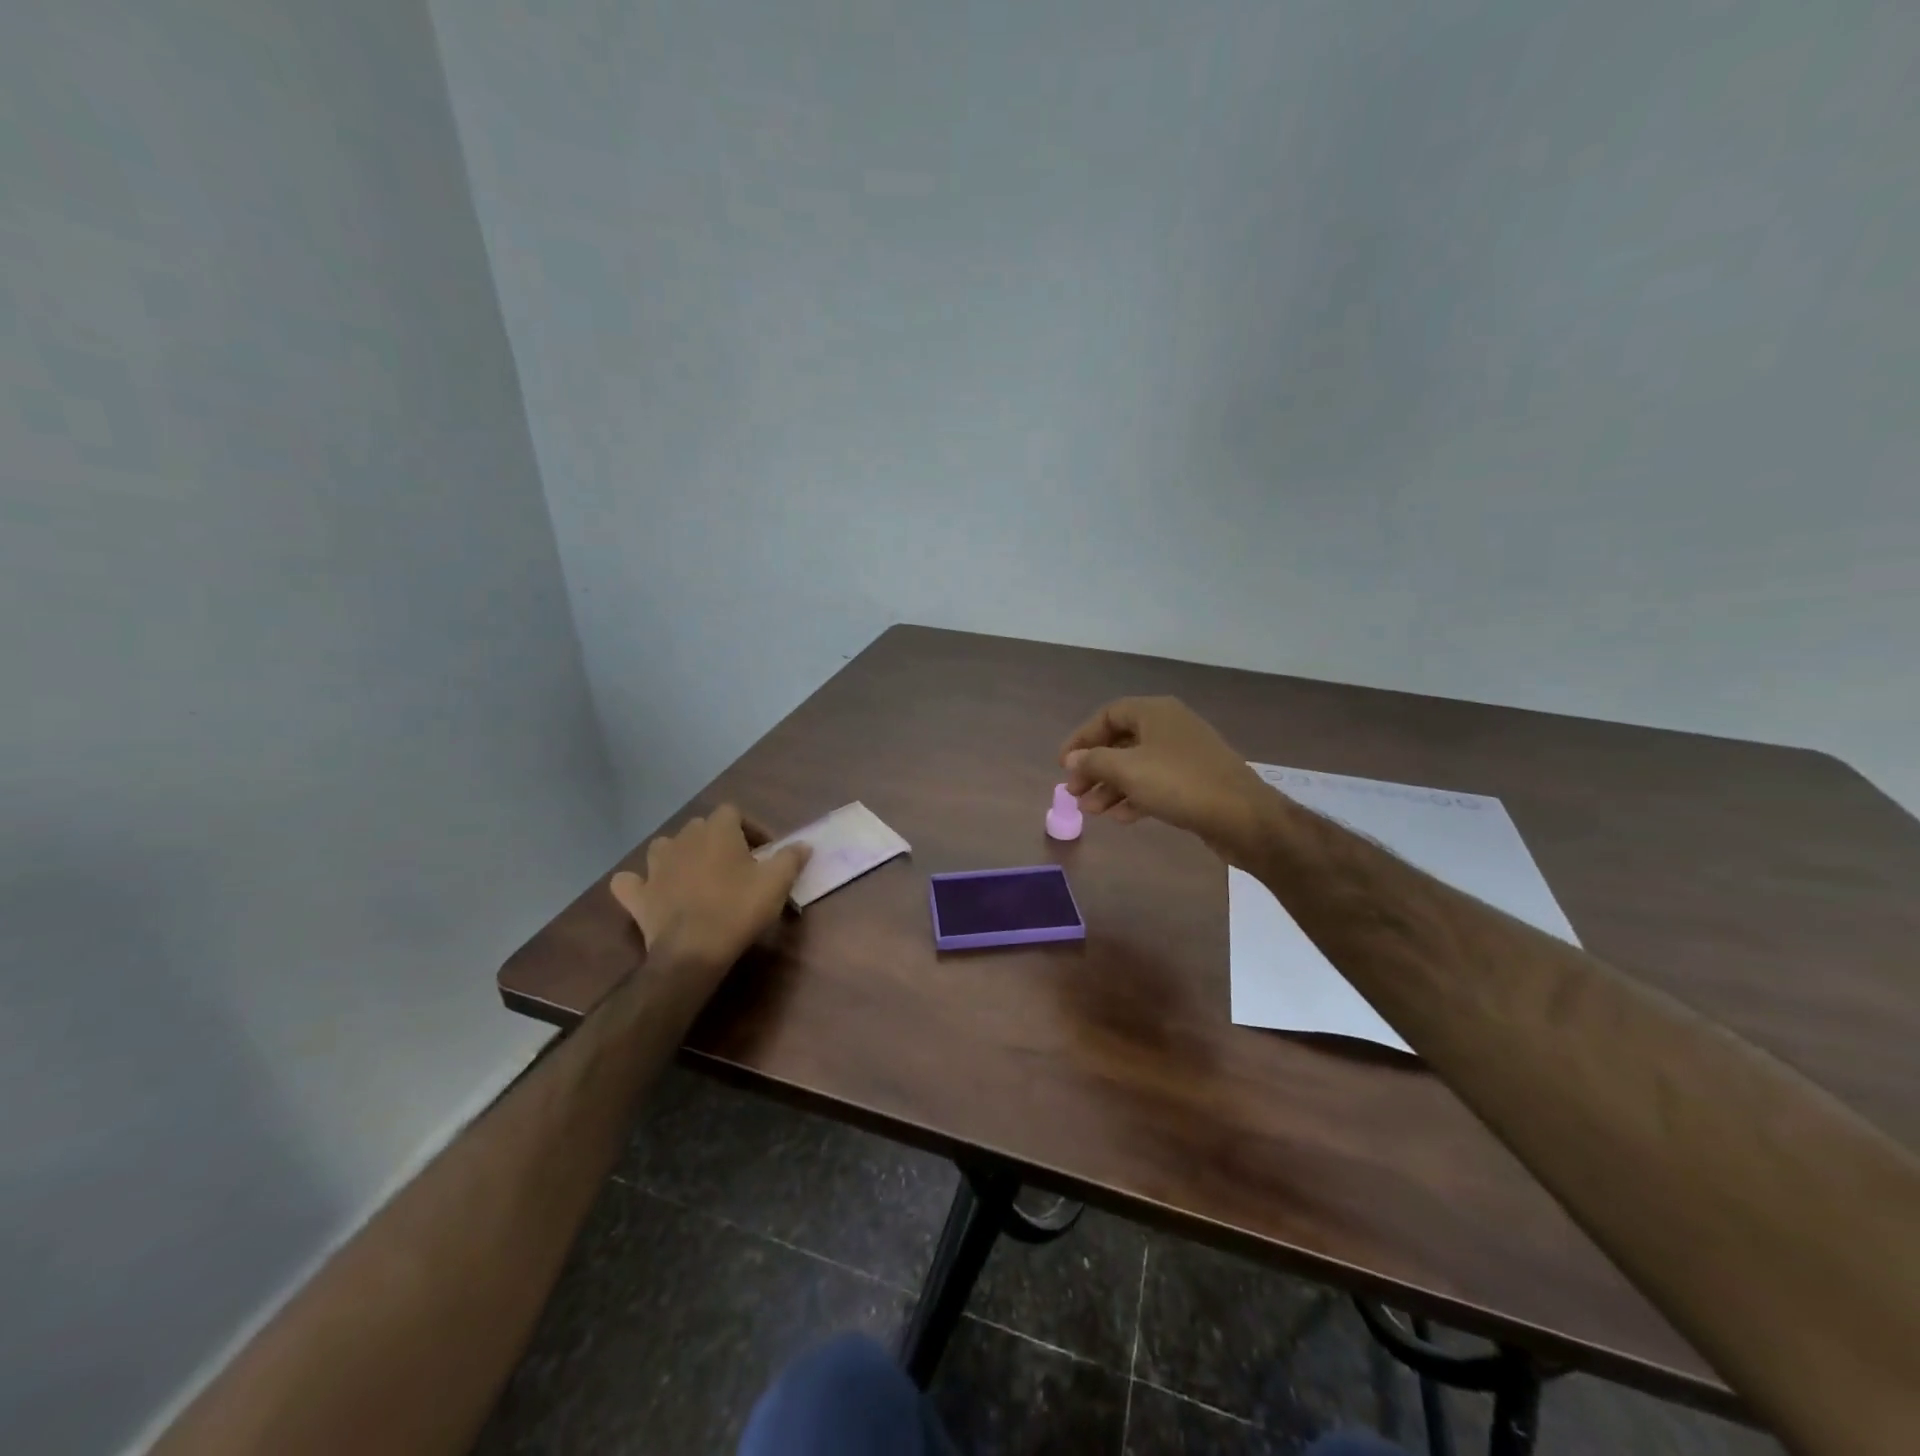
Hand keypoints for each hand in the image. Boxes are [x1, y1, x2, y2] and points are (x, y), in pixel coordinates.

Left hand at [609, 805, 809, 974]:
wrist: (693, 951)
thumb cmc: (738, 909)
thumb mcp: (776, 883)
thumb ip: (791, 858)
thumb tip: (803, 844)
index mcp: (717, 831)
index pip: (733, 812)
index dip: (750, 828)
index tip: (765, 851)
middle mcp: (682, 839)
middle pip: (700, 827)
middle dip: (718, 840)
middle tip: (736, 865)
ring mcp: (654, 866)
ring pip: (665, 847)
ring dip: (679, 855)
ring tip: (696, 875)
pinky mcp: (637, 895)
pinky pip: (630, 881)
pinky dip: (639, 884)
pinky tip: (651, 892)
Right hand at [1060, 696, 1271, 862]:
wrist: (1243, 817)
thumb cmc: (1180, 784)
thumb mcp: (1127, 770)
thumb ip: (1094, 762)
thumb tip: (1073, 759)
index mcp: (1155, 712)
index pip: (1108, 715)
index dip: (1082, 738)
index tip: (1064, 765)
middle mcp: (1170, 727)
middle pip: (1121, 742)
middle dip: (1095, 768)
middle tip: (1075, 793)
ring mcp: (1185, 755)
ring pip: (1137, 766)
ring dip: (1111, 788)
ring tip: (1091, 812)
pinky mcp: (1195, 782)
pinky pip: (1155, 784)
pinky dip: (1135, 797)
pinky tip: (1120, 818)